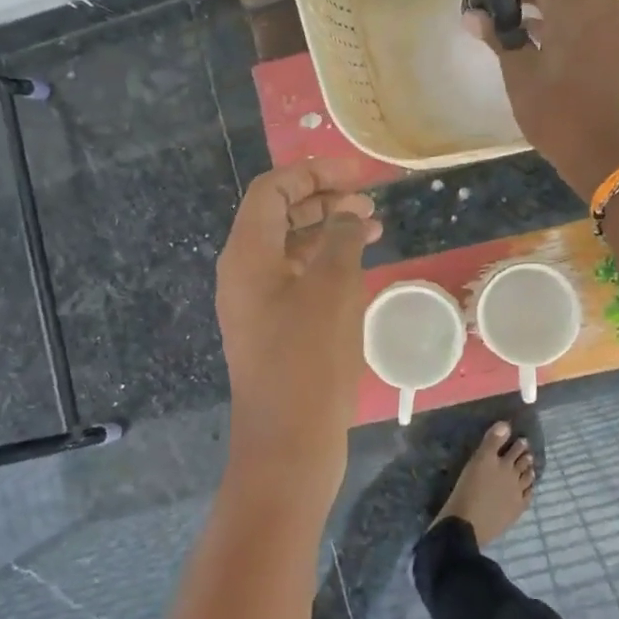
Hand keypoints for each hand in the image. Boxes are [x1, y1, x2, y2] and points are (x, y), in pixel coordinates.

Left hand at [215, 159, 381, 489]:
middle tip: (369, 200)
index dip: (313, 173)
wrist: (288, 445)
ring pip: (292, 248)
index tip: (357, 174)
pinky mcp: (275, 329)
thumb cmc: (307, 360)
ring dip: (329, 230)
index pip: (272, 191)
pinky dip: (327, 263)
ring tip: (373, 225)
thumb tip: (349, 213)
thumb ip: (341, 239)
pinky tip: (360, 265)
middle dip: (323, 199)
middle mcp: (245, 273)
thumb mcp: (331, 290)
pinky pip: (298, 279)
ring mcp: (258, 303)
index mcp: (247, 255)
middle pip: (279, 216)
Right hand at [467, 0, 618, 199]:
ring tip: (497, 9)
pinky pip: (579, 10)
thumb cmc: (558, 114)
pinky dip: (552, 10)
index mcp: (575, 3)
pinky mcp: (612, 40)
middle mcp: (598, 1)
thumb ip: (498, 35)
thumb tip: (472, 14)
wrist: (607, 154)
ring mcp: (610, 20)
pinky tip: (526, 28)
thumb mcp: (519, 74)